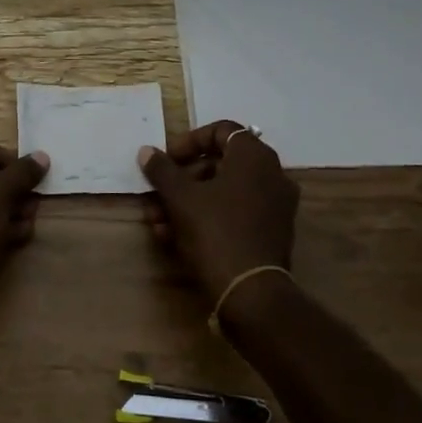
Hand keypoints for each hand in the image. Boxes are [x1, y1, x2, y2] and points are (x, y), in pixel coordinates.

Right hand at [139, 120, 298, 299]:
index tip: (166, 160)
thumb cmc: (214, 232)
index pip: (221, 130)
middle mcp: (271, 175)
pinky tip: (174, 238)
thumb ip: (162, 170)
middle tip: (156, 194)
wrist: (250, 292)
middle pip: (220, 164)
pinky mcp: (271, 232)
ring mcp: (274, 205)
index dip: (189, 141)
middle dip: (182, 179)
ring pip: (223, 192)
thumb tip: (147, 151)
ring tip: (157, 222)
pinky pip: (234, 213)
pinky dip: (206, 218)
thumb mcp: (180, 198)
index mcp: (254, 157)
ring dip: (187, 202)